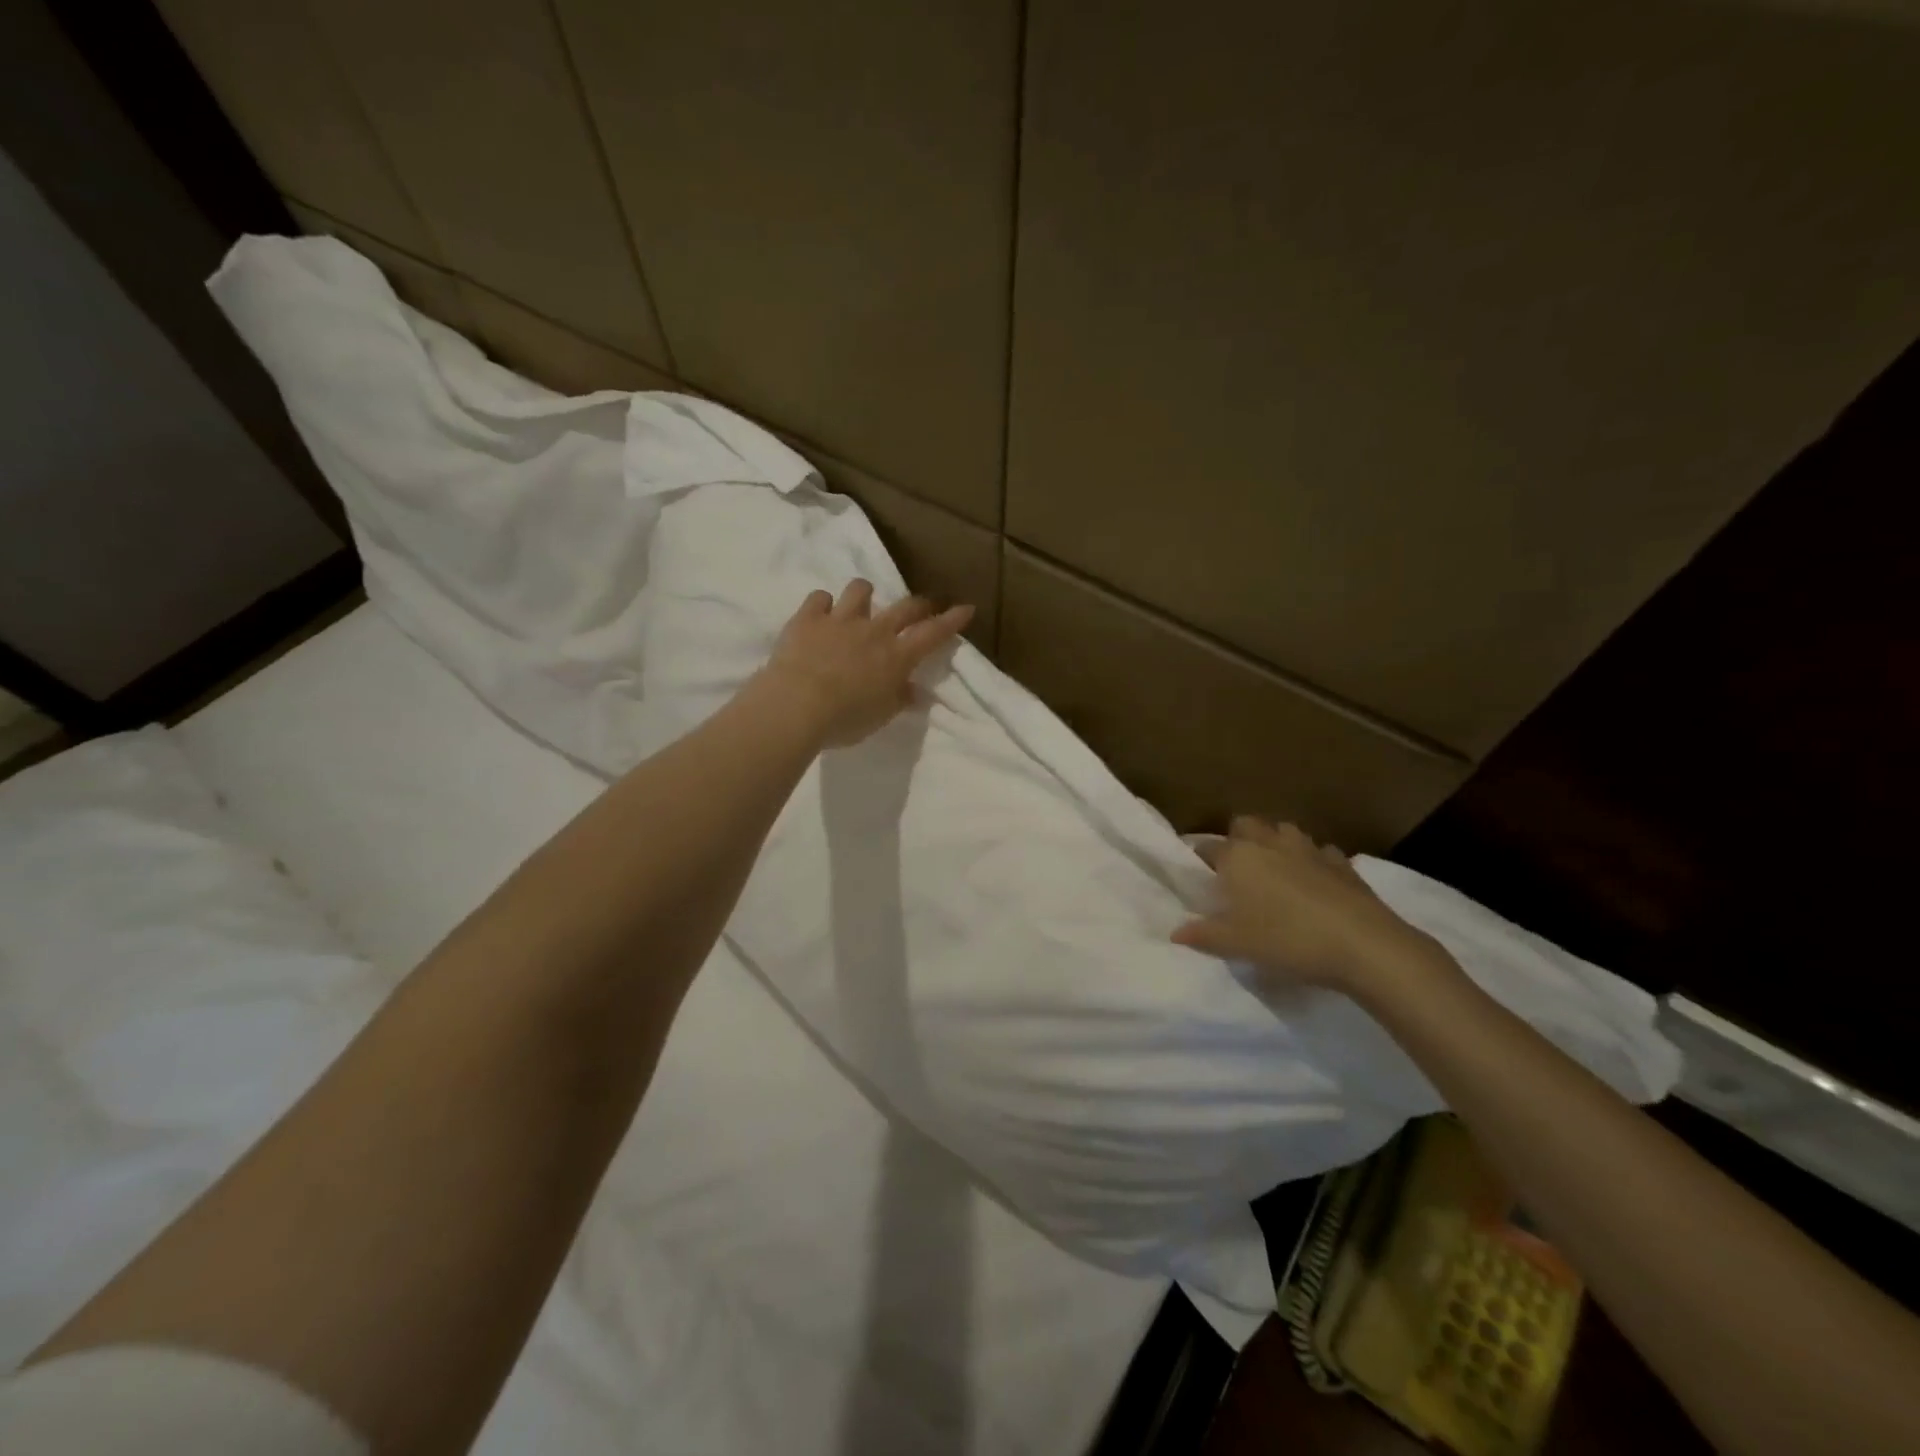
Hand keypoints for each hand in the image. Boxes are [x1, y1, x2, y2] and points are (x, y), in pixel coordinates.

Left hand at [760, 579, 973, 747]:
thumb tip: (914, 692)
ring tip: (862, 604)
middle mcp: (874, 631)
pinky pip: (820, 598)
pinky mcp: (808, 618)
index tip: (966, 608)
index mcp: (897, 657)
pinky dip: (823, 604)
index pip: (933, 634)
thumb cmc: (844, 720)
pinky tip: (821, 614)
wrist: (796, 706)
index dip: (952, 620)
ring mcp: (840, 620)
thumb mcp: (880, 716)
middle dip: (920, 604)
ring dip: (865, 594)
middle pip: (905, 607)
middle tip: (924, 606)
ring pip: (860, 590)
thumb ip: (899, 699)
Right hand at [1172, 817, 1443, 999]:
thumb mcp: (1237, 945)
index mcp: (1238, 857)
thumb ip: (1203, 936)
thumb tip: (1175, 933)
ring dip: (1276, 844)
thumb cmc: (1288, 940)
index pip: (1208, 847)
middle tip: (1237, 870)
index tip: (1199, 877)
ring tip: (1275, 871)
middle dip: (1238, 838)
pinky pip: (1320, 851)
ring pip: (1284, 831)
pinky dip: (1313, 861)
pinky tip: (1315, 883)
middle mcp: (1269, 843)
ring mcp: (1309, 849)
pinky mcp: (1342, 862)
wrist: (1364, 945)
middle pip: (1246, 824)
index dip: (1200, 860)